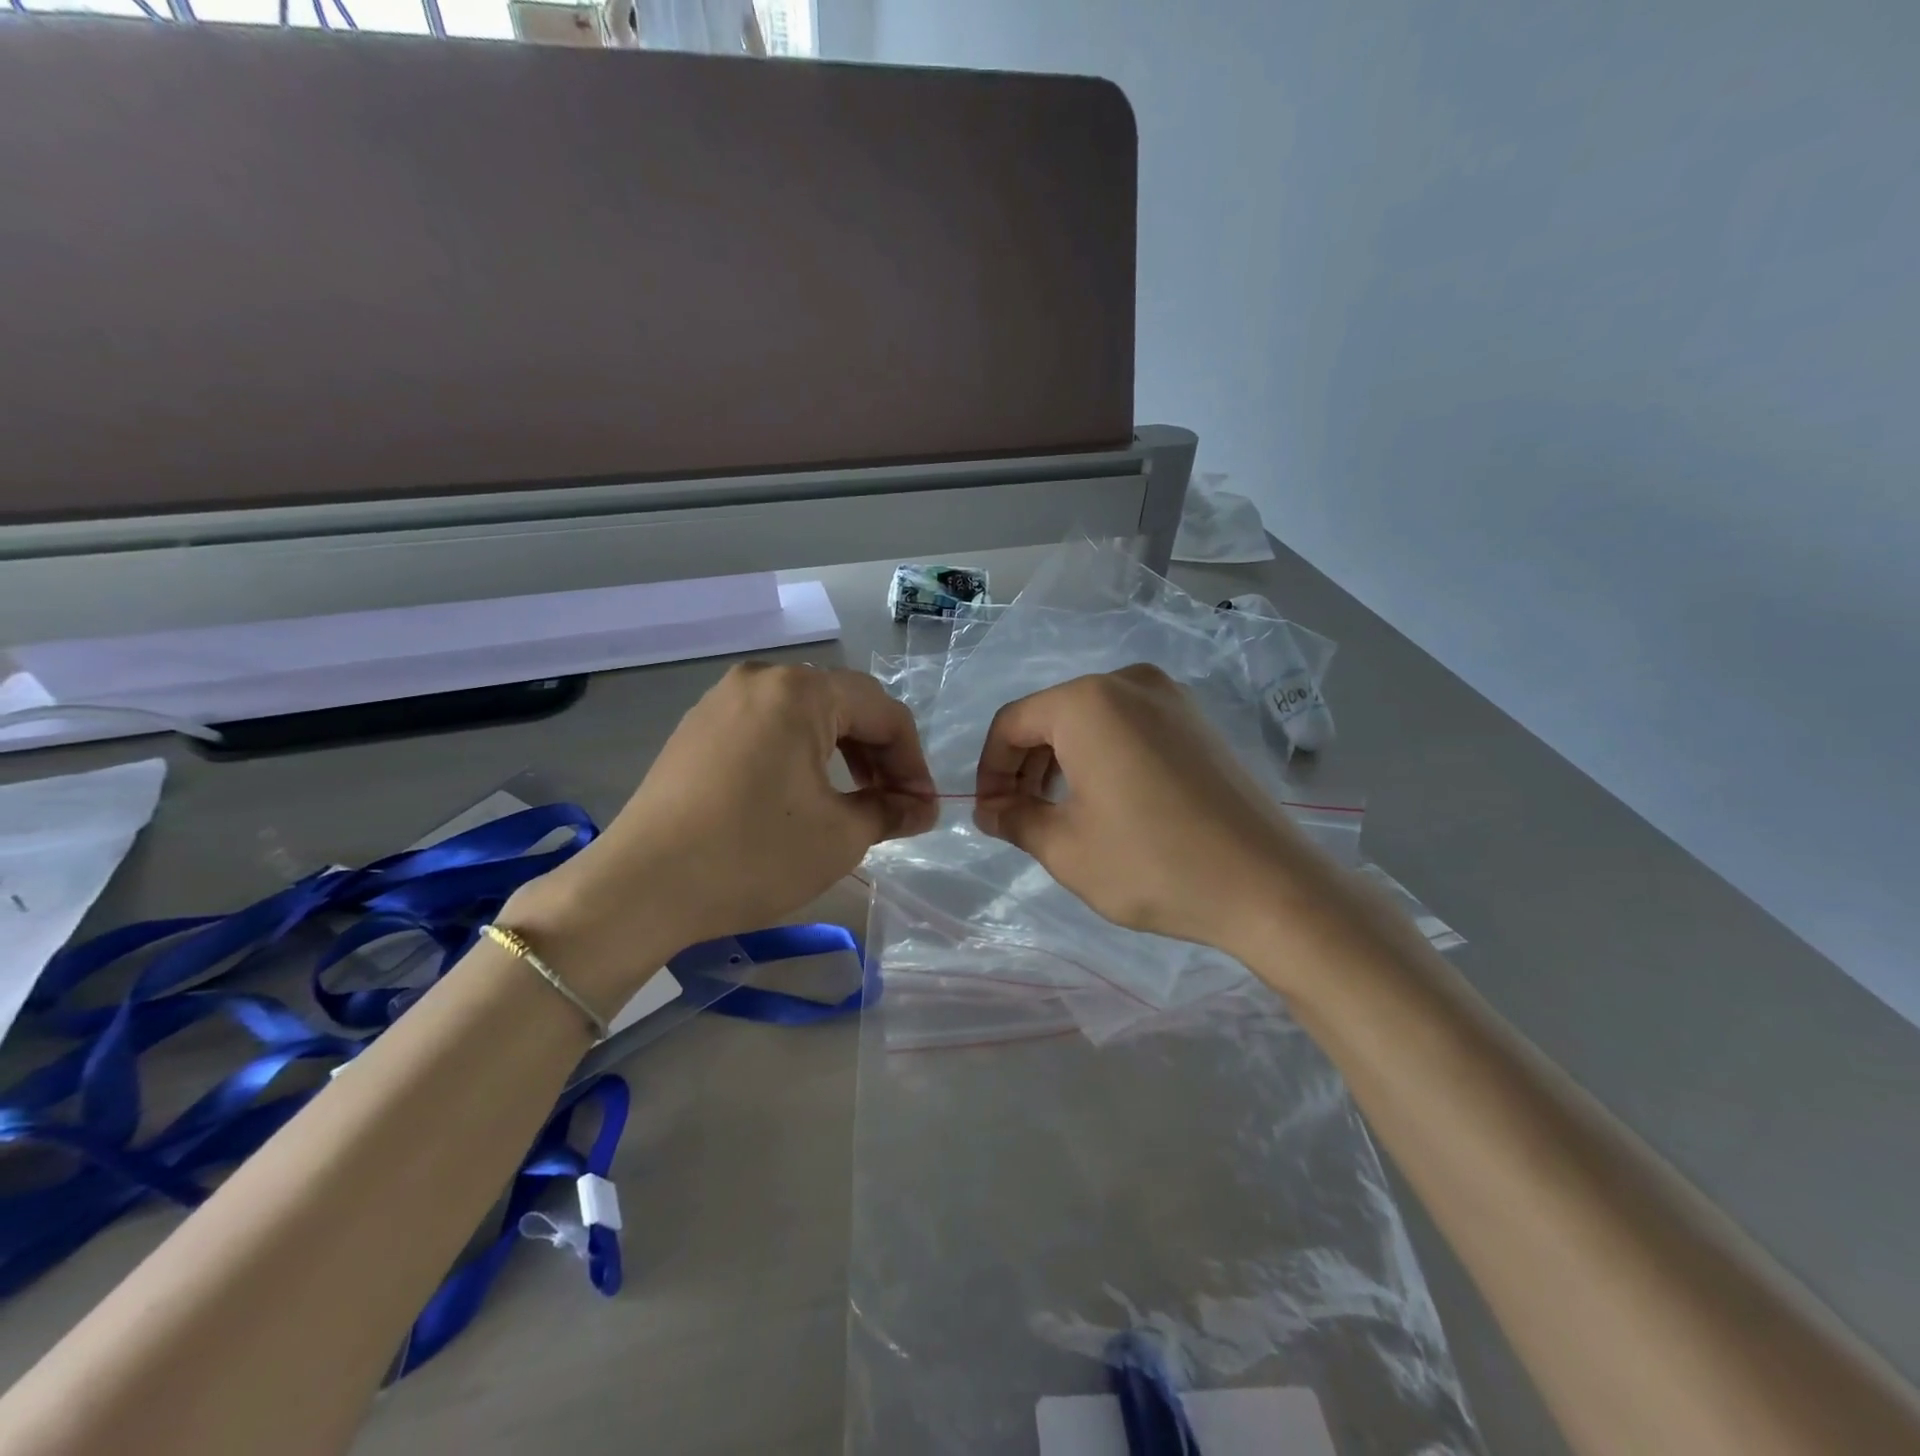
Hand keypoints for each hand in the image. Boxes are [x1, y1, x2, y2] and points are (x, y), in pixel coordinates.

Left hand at [507, 664, 934, 1007]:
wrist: (640, 889)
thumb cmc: (753, 854)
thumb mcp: (839, 836)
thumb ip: (891, 811)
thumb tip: (923, 808)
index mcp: (800, 691)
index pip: (883, 712)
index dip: (913, 760)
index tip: (924, 807)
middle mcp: (761, 679)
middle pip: (843, 706)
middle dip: (878, 756)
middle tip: (894, 806)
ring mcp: (721, 701)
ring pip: (804, 718)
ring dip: (840, 756)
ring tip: (854, 802)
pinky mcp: (697, 729)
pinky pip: (767, 729)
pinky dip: (799, 757)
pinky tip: (802, 797)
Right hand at [972, 665, 1335, 964]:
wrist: (1269, 885)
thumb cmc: (1153, 863)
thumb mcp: (1065, 849)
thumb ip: (1014, 820)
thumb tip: (988, 809)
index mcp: (1087, 702)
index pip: (1012, 723)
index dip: (990, 769)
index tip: (989, 814)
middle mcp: (1128, 682)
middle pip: (1051, 716)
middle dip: (1025, 766)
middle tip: (1019, 817)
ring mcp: (1171, 698)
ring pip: (1091, 721)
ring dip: (1062, 762)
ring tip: (1058, 813)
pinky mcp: (1198, 722)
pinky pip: (1129, 727)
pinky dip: (1102, 757)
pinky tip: (1106, 802)